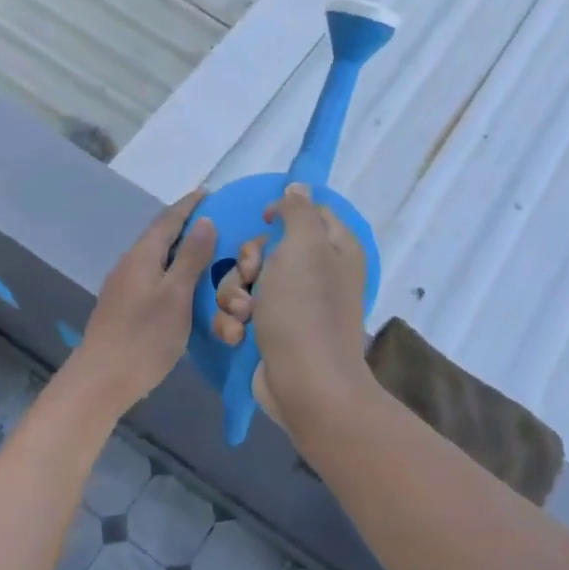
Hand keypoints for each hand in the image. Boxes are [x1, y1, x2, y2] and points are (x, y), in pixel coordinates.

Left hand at [72, 190, 215, 411]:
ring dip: (179, 250)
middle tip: (215, 222)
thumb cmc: (144, 337)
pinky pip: (152, 277)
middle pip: (159, 236)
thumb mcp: (176, 295)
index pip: (168, 220)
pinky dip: (172, 271)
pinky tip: (184, 285)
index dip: (189, 205)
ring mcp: (123, 287)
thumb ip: (191, 258)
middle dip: (185, 226)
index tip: (208, 192)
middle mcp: (129, 265)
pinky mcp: (123, 307)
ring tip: (205, 252)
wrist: (101, 379)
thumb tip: (205, 221)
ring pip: (155, 258)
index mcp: (142, 256)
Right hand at [212, 184, 372, 428]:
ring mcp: (291, 306)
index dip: (281, 213)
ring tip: (243, 315)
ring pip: (244, 281)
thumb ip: (298, 211)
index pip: (308, 213)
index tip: (264, 221)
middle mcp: (315, 274)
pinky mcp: (269, 332)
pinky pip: (239, 312)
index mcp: (333, 249)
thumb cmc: (304, 308)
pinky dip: (234, 322)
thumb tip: (298, 186)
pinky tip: (238, 336)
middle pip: (266, 248)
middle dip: (247, 262)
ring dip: (234, 295)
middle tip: (251, 276)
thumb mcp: (304, 246)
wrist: (304, 383)